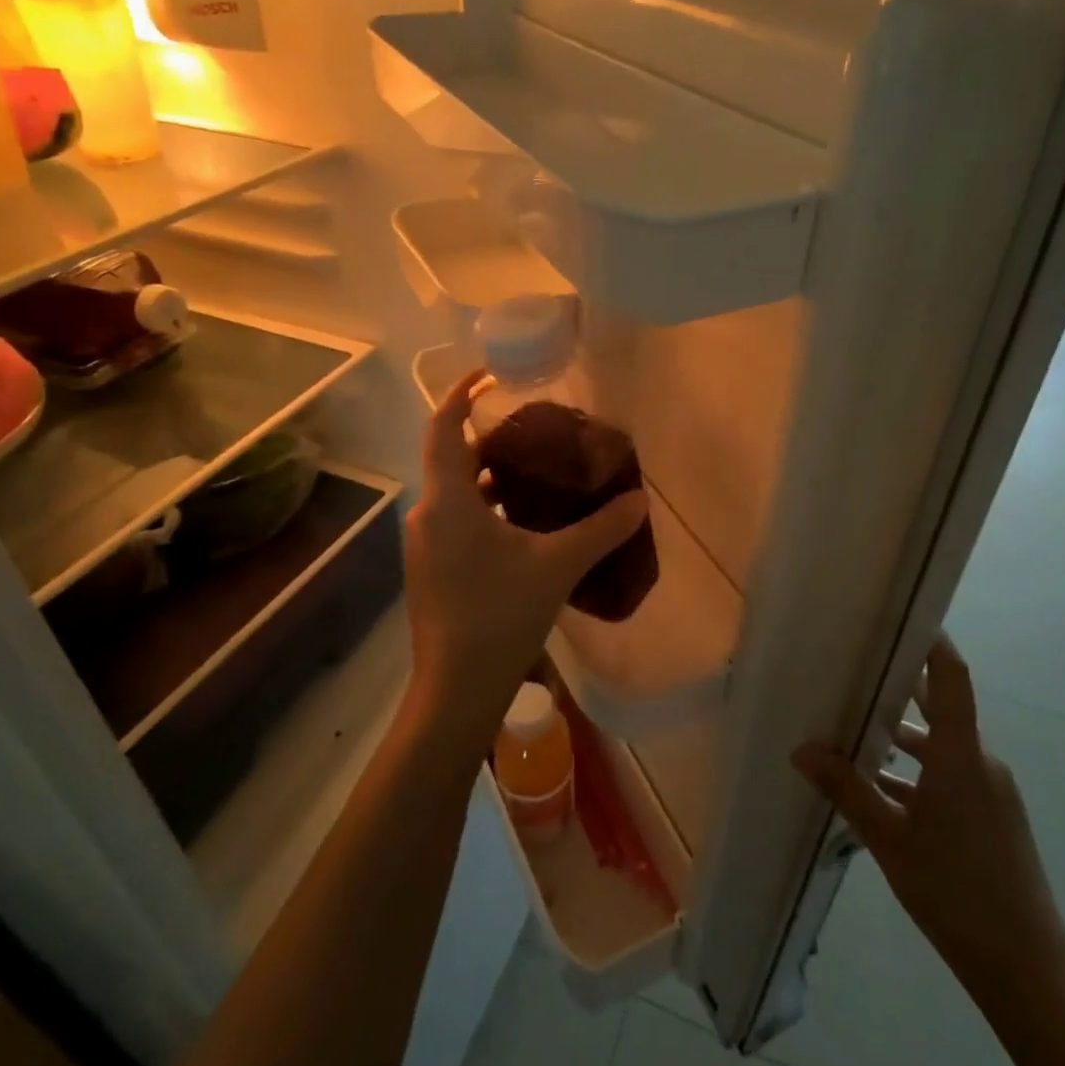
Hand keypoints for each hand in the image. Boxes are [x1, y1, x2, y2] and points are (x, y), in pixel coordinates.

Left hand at [403, 368, 647, 751]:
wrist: (456, 690)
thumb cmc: (500, 617)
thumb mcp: (557, 566)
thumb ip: (600, 529)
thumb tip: (639, 500)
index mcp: (447, 500)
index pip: (443, 426)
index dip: (462, 394)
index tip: (490, 375)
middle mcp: (427, 514)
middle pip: (452, 458)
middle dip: (489, 440)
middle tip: (535, 432)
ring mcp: (425, 545)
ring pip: (456, 493)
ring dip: (490, 479)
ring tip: (536, 474)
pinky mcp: (431, 570)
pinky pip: (456, 520)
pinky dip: (485, 509)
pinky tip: (522, 526)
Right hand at [792, 635, 1064, 990]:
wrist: (1027, 970)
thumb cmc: (956, 891)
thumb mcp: (890, 839)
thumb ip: (847, 789)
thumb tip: (801, 749)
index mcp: (963, 756)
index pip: (952, 678)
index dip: (932, 640)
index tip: (902, 613)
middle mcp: (980, 762)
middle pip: (940, 707)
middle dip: (899, 685)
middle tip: (855, 664)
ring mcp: (988, 791)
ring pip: (940, 745)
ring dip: (902, 734)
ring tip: (852, 724)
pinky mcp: (989, 817)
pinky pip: (947, 775)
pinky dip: (915, 771)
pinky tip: (877, 786)